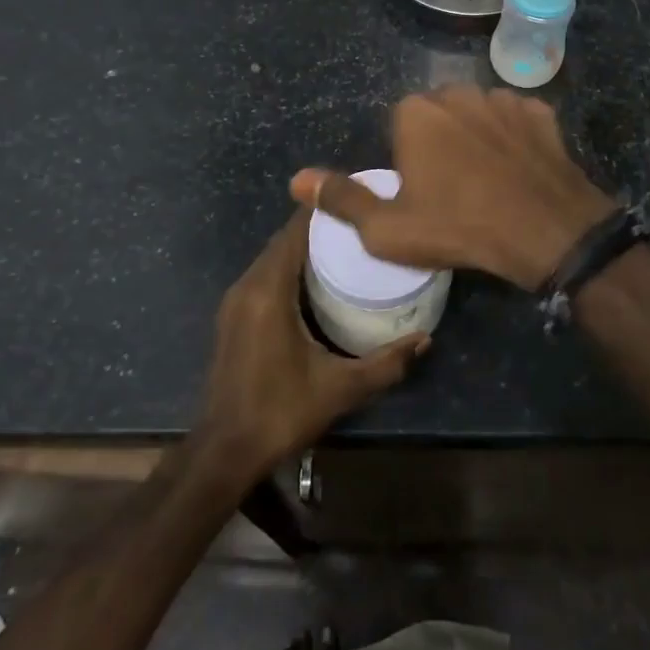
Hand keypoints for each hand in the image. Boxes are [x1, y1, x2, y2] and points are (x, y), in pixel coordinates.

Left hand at [196, 209, 428, 482]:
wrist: (223, 451)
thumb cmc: (280, 412)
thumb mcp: (340, 388)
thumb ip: (386, 363)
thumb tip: (426, 339)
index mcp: (269, 291)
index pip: (294, 232)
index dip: (322, 210)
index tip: (355, 198)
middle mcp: (247, 286)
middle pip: (284, 241)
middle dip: (318, 229)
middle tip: (359, 224)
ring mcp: (235, 302)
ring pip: (272, 258)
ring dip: (302, 248)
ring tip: (345, 247)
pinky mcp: (232, 317)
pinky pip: (264, 276)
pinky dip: (288, 268)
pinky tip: (316, 281)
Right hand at [291, 86, 614, 290]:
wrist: (545, 231)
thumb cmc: (458, 227)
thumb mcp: (388, 229)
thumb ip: (342, 199)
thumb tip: (297, 180)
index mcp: (416, 112)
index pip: (400, 125)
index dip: (408, 159)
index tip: (422, 191)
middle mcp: (458, 92)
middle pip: (439, 114)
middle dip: (441, 142)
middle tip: (454, 188)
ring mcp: (503, 98)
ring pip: (478, 114)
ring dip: (477, 136)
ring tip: (488, 180)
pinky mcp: (540, 112)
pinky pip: (516, 120)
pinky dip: (514, 138)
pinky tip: (518, 169)